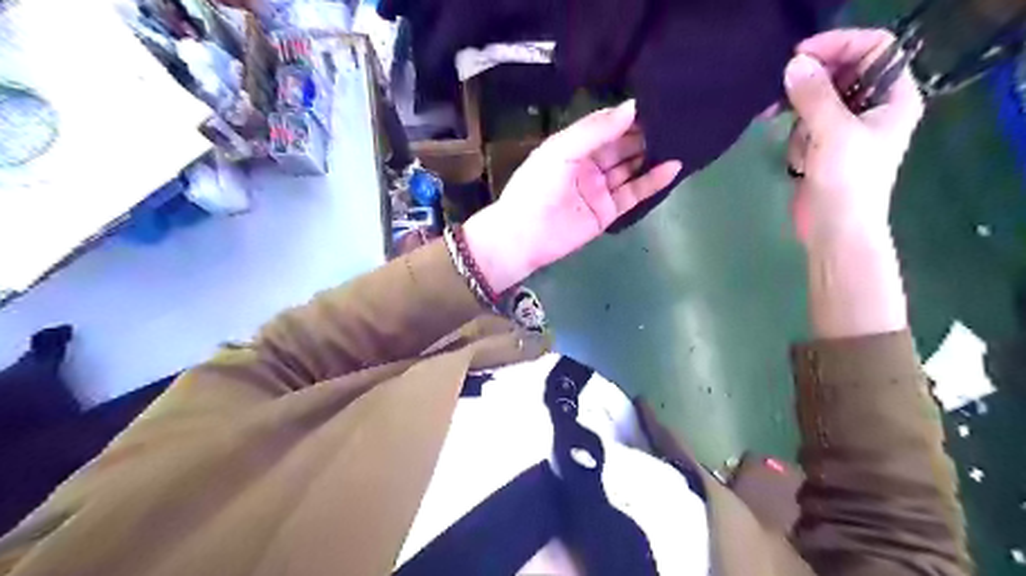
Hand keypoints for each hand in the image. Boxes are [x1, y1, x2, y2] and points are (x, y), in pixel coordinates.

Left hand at [463, 98, 679, 292]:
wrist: (525, 237)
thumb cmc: (537, 187)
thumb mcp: (561, 150)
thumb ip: (596, 130)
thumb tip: (633, 106)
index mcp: (572, 146)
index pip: (605, 126)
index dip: (628, 116)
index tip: (657, 101)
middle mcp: (588, 165)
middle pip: (621, 146)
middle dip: (644, 134)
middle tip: (676, 119)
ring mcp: (600, 189)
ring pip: (631, 168)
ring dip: (652, 155)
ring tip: (682, 138)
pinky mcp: (608, 211)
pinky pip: (634, 193)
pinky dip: (653, 181)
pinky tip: (673, 167)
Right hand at [787, 27, 930, 249]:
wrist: (835, 230)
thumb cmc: (847, 182)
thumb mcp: (833, 133)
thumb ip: (814, 96)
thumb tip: (794, 64)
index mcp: (892, 97)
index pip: (872, 49)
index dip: (838, 45)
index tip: (800, 55)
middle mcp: (872, 107)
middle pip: (841, 73)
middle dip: (811, 86)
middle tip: (783, 94)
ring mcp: (846, 128)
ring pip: (816, 101)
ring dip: (801, 120)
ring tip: (802, 148)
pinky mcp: (823, 146)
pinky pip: (804, 126)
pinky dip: (797, 139)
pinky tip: (799, 162)